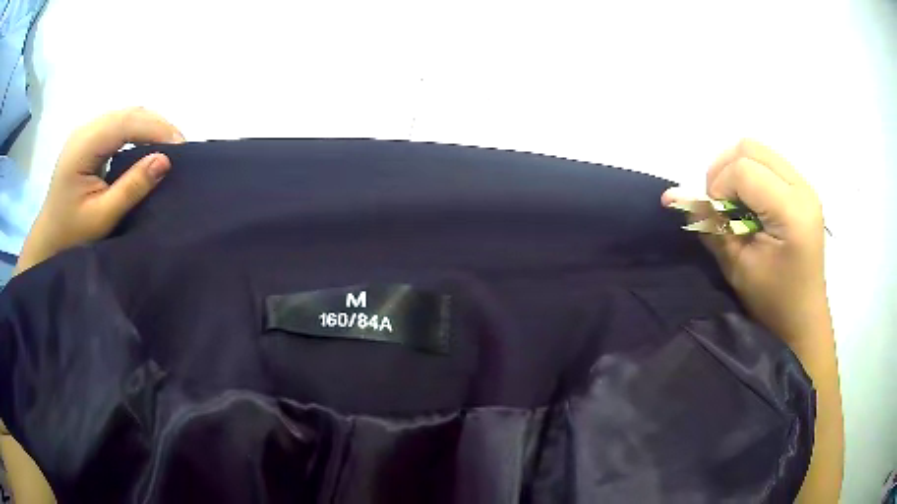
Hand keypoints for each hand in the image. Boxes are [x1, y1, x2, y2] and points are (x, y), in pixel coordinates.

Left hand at [15, 107, 184, 272]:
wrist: (49, 239)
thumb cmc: (71, 235)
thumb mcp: (101, 217)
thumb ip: (131, 188)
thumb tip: (165, 161)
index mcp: (84, 145)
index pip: (126, 123)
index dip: (156, 129)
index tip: (181, 147)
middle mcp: (85, 129)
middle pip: (127, 113)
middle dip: (157, 125)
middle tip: (179, 148)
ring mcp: (86, 131)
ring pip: (125, 115)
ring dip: (149, 126)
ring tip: (168, 146)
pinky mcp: (89, 138)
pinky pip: (119, 124)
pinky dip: (138, 131)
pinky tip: (147, 144)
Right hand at [662, 139, 828, 350]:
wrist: (803, 320)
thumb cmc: (772, 302)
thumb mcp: (737, 267)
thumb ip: (709, 225)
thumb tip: (671, 195)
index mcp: (792, 211)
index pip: (743, 170)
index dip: (719, 189)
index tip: (715, 220)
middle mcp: (802, 188)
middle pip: (749, 148)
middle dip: (724, 172)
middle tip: (721, 207)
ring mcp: (805, 185)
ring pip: (757, 151)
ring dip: (736, 171)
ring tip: (736, 206)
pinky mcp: (803, 190)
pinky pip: (768, 163)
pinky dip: (750, 176)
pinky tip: (751, 205)